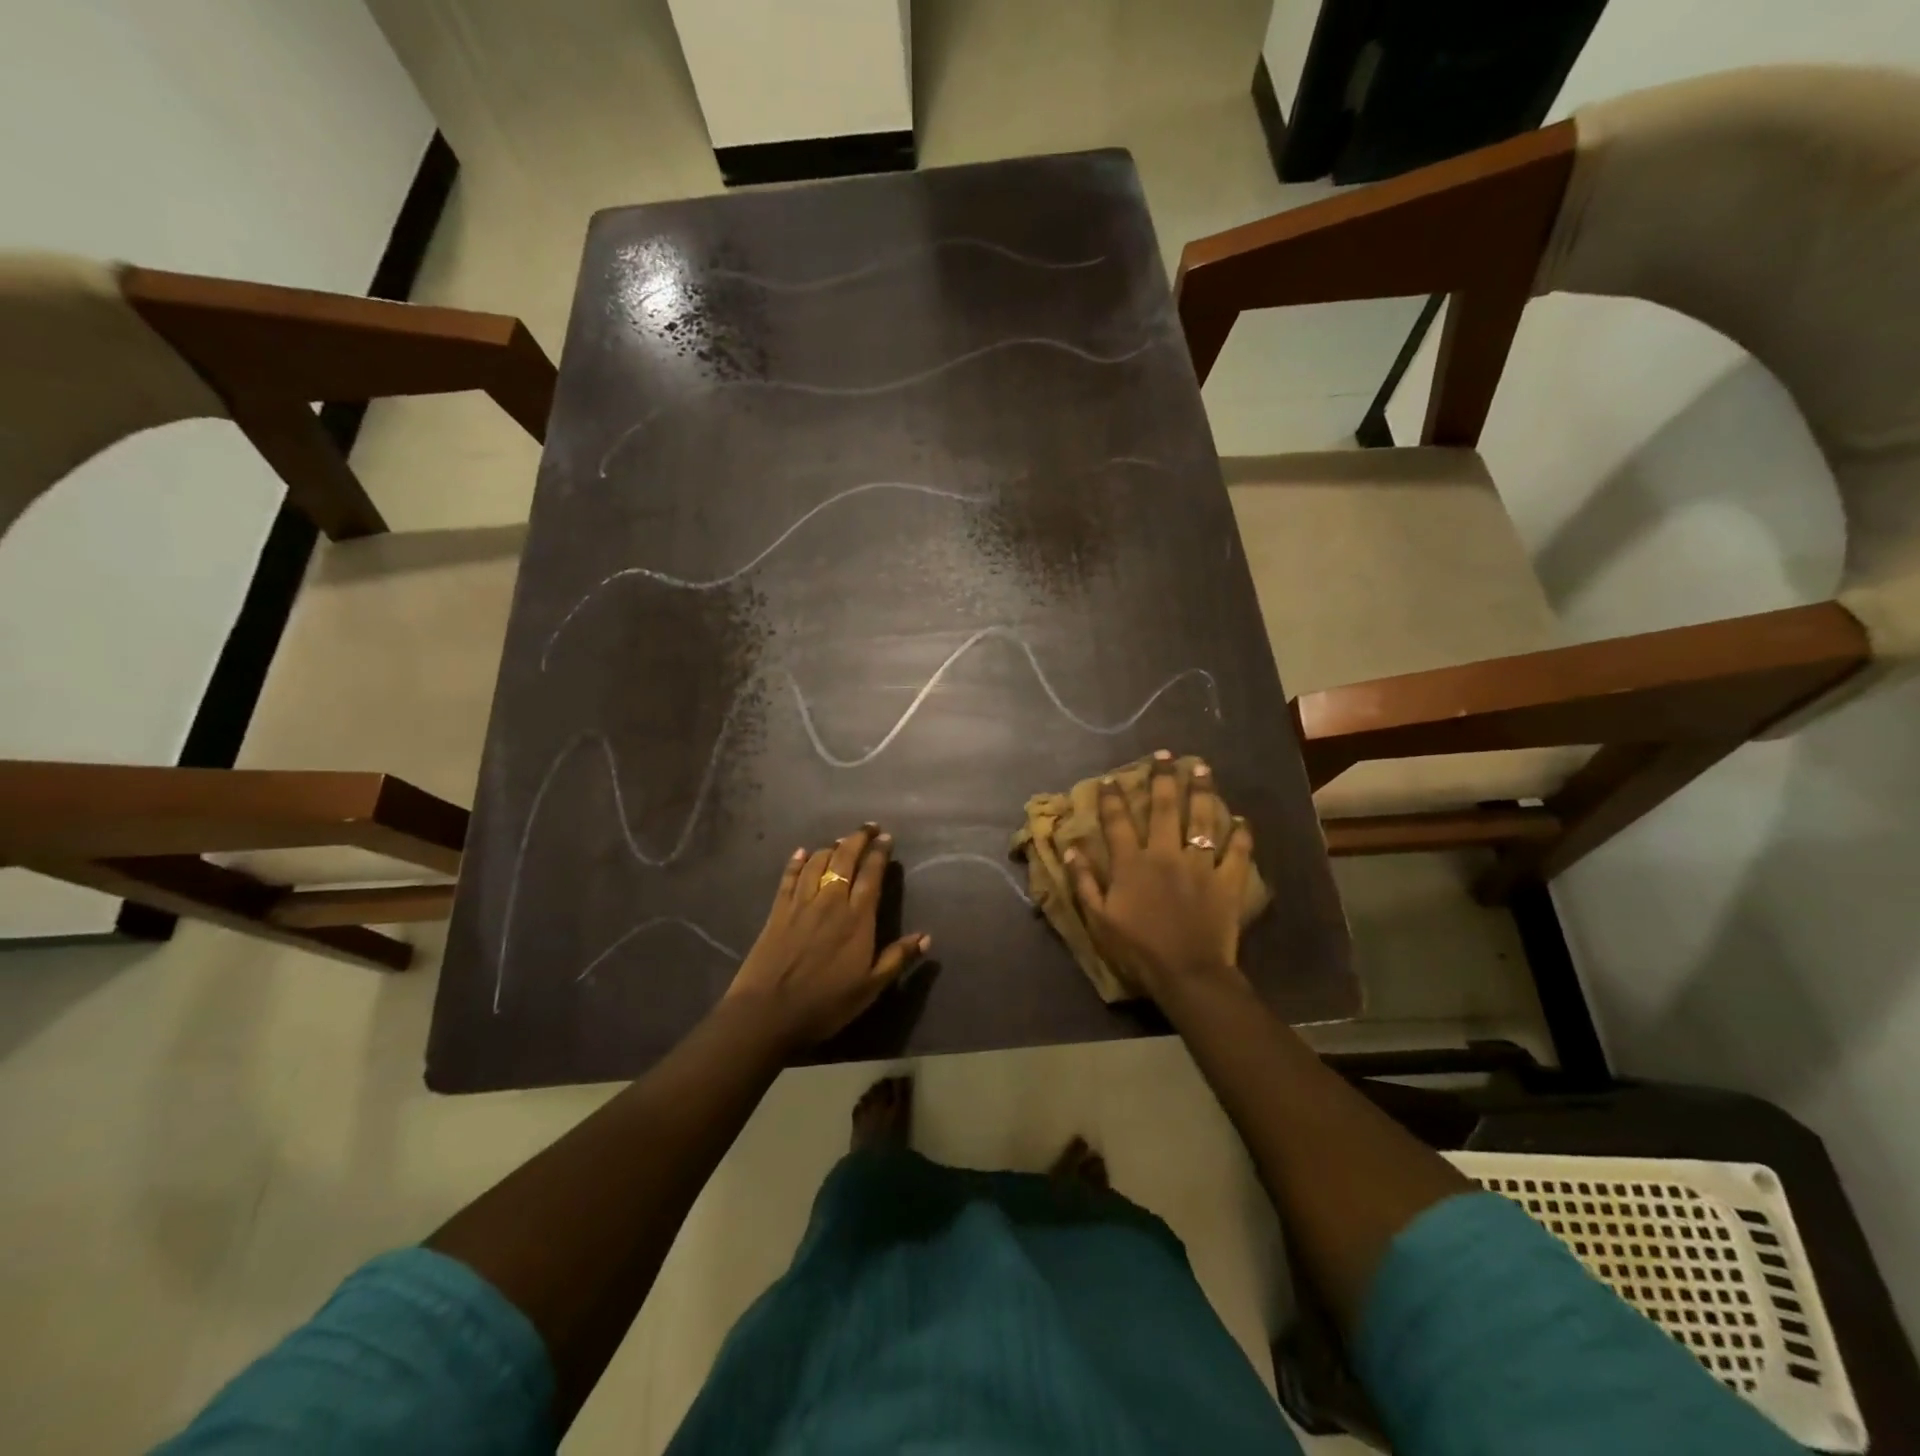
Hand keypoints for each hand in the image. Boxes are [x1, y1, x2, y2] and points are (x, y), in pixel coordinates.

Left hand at [723, 823, 928, 1048]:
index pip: (872, 874)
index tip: (886, 838)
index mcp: (857, 918)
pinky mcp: (778, 911)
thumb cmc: (826, 1003)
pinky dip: (797, 862)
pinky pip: (789, 877)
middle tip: (869, 827)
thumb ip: (897, 958)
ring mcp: (801, 903)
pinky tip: (802, 852)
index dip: (879, 853)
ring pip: (818, 863)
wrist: (768, 1012)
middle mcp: (831, 901)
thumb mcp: (870, 987)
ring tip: (841, 841)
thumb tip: (926, 937)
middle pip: (845, 859)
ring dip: (831, 847)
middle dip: (858, 839)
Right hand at [1064, 751, 1254, 1001]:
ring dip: (1202, 791)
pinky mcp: (1226, 882)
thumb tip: (1070, 849)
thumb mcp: (1099, 919)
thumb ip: (1084, 882)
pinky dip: (1241, 835)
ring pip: (1202, 820)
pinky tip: (1242, 820)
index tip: (1110, 779)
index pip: (1118, 822)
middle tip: (1164, 756)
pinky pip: (1237, 853)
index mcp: (1132, 864)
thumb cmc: (1138, 950)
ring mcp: (1200, 866)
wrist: (1187, 974)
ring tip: (1201, 768)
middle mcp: (1166, 855)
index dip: (1112, 798)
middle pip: (1165, 809)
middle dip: (1163, 779)